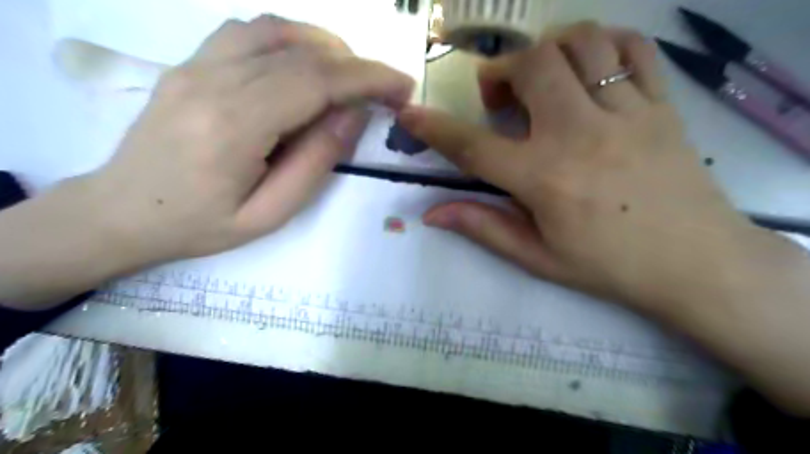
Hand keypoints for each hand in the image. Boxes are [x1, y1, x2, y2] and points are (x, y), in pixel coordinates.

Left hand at [91, 16, 412, 264]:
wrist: (122, 212)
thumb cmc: (200, 225)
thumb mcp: (270, 213)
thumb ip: (315, 162)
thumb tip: (353, 116)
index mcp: (234, 126)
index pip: (316, 82)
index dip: (368, 78)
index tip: (402, 86)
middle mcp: (213, 80)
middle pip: (302, 53)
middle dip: (357, 65)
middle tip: (387, 88)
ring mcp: (195, 64)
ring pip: (276, 31)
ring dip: (326, 46)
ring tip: (351, 77)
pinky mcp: (190, 63)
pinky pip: (248, 32)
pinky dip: (290, 39)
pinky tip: (305, 63)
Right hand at [400, 22, 767, 314]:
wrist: (696, 263)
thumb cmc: (609, 266)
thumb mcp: (537, 257)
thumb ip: (483, 227)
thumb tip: (432, 214)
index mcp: (544, 179)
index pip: (473, 146)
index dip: (434, 128)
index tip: (409, 113)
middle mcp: (580, 135)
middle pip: (531, 67)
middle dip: (500, 73)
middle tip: (499, 100)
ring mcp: (626, 113)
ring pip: (581, 43)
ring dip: (547, 50)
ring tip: (541, 78)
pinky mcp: (662, 105)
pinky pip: (632, 48)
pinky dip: (603, 44)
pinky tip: (589, 68)